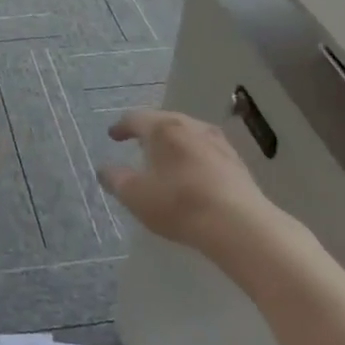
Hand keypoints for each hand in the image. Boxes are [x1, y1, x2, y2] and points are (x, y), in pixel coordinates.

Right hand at [97, 110, 272, 255]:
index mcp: (163, 128)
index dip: (121, 127)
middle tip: (137, 144)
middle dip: (148, 132)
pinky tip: (192, 174)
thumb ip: (115, 179)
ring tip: (165, 158)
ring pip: (187, 134)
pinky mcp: (236, 162)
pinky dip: (192, 156)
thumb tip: (104, 169)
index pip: (136, 118)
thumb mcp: (135, 196)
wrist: (239, 225)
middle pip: (164, 122)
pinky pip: (206, 151)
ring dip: (173, 144)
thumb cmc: (179, 204)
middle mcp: (191, 125)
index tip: (113, 136)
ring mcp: (218, 142)